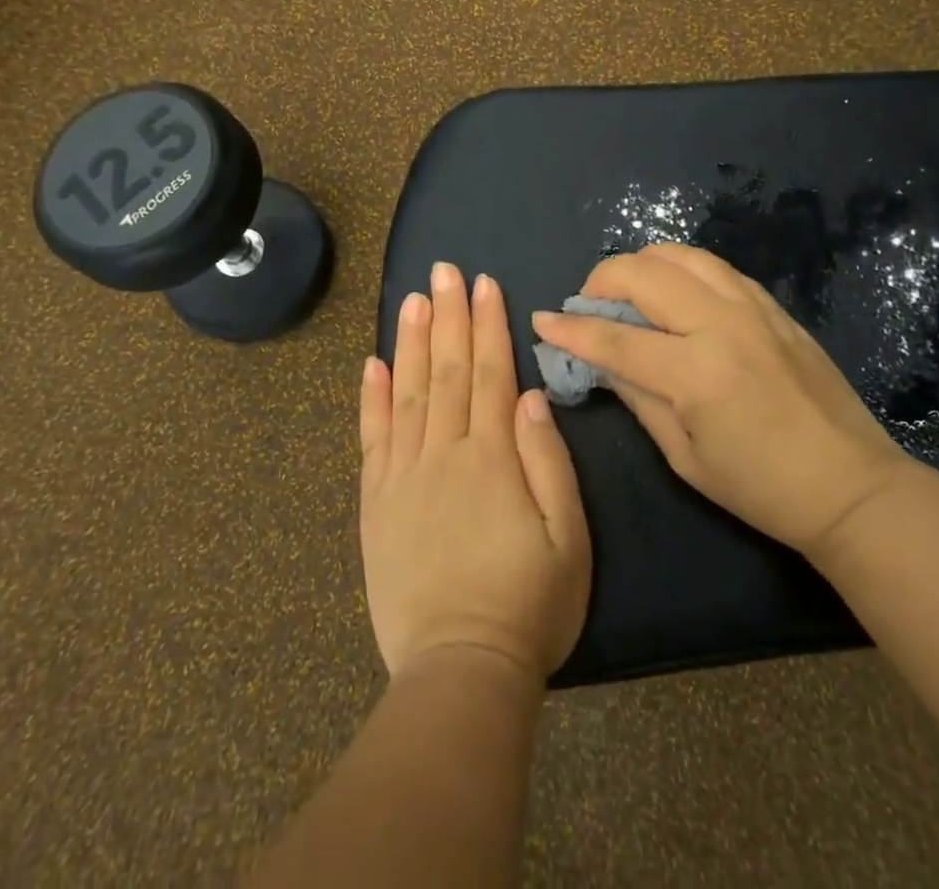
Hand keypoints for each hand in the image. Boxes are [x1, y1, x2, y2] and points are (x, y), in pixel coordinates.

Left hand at [359, 263, 591, 681]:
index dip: (487, 325)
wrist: (461, 667)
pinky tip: (370, 363)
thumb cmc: (529, 603)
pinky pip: (372, 438)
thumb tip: (528, 396)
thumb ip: (548, 460)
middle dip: (448, 315)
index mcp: (492, 457)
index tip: (484, 283)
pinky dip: (370, 397)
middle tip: (444, 270)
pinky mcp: (376, 502)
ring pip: (406, 392)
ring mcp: (403, 475)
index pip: (488, 373)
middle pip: (446, 370)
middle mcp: (443, 453)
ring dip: (410, 341)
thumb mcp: (568, 537)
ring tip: (412, 298)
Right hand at [531, 243, 912, 556]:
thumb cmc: (761, 488)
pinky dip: (682, 270)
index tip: (543, 320)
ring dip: (642, 265)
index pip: (615, 338)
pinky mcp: (773, 306)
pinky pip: (716, 267)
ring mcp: (752, 308)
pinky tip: (675, 293)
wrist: (851, 485)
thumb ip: (638, 398)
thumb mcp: (685, 456)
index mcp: (697, 372)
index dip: (571, 329)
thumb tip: (600, 362)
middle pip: (644, 274)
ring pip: (681, 255)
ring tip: (628, 291)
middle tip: (588, 306)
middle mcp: (722, 324)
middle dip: (601, 281)